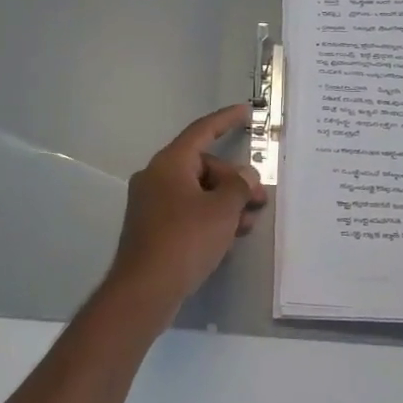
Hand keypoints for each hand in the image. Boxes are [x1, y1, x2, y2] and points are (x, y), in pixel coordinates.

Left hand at [108, 105, 266, 317]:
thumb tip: (244, 176)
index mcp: (169, 163)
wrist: (144, 290)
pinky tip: (228, 237)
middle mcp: (156, 177)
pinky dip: (209, 217)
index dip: (226, 120)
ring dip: (225, 202)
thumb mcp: (222, 210)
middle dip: (234, 180)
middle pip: (203, 166)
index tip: (247, 112)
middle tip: (259, 200)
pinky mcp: (152, 228)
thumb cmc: (185, 240)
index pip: (202, 131)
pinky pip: (187, 211)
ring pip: (197, 191)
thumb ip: (239, 187)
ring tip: (248, 223)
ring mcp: (151, 204)